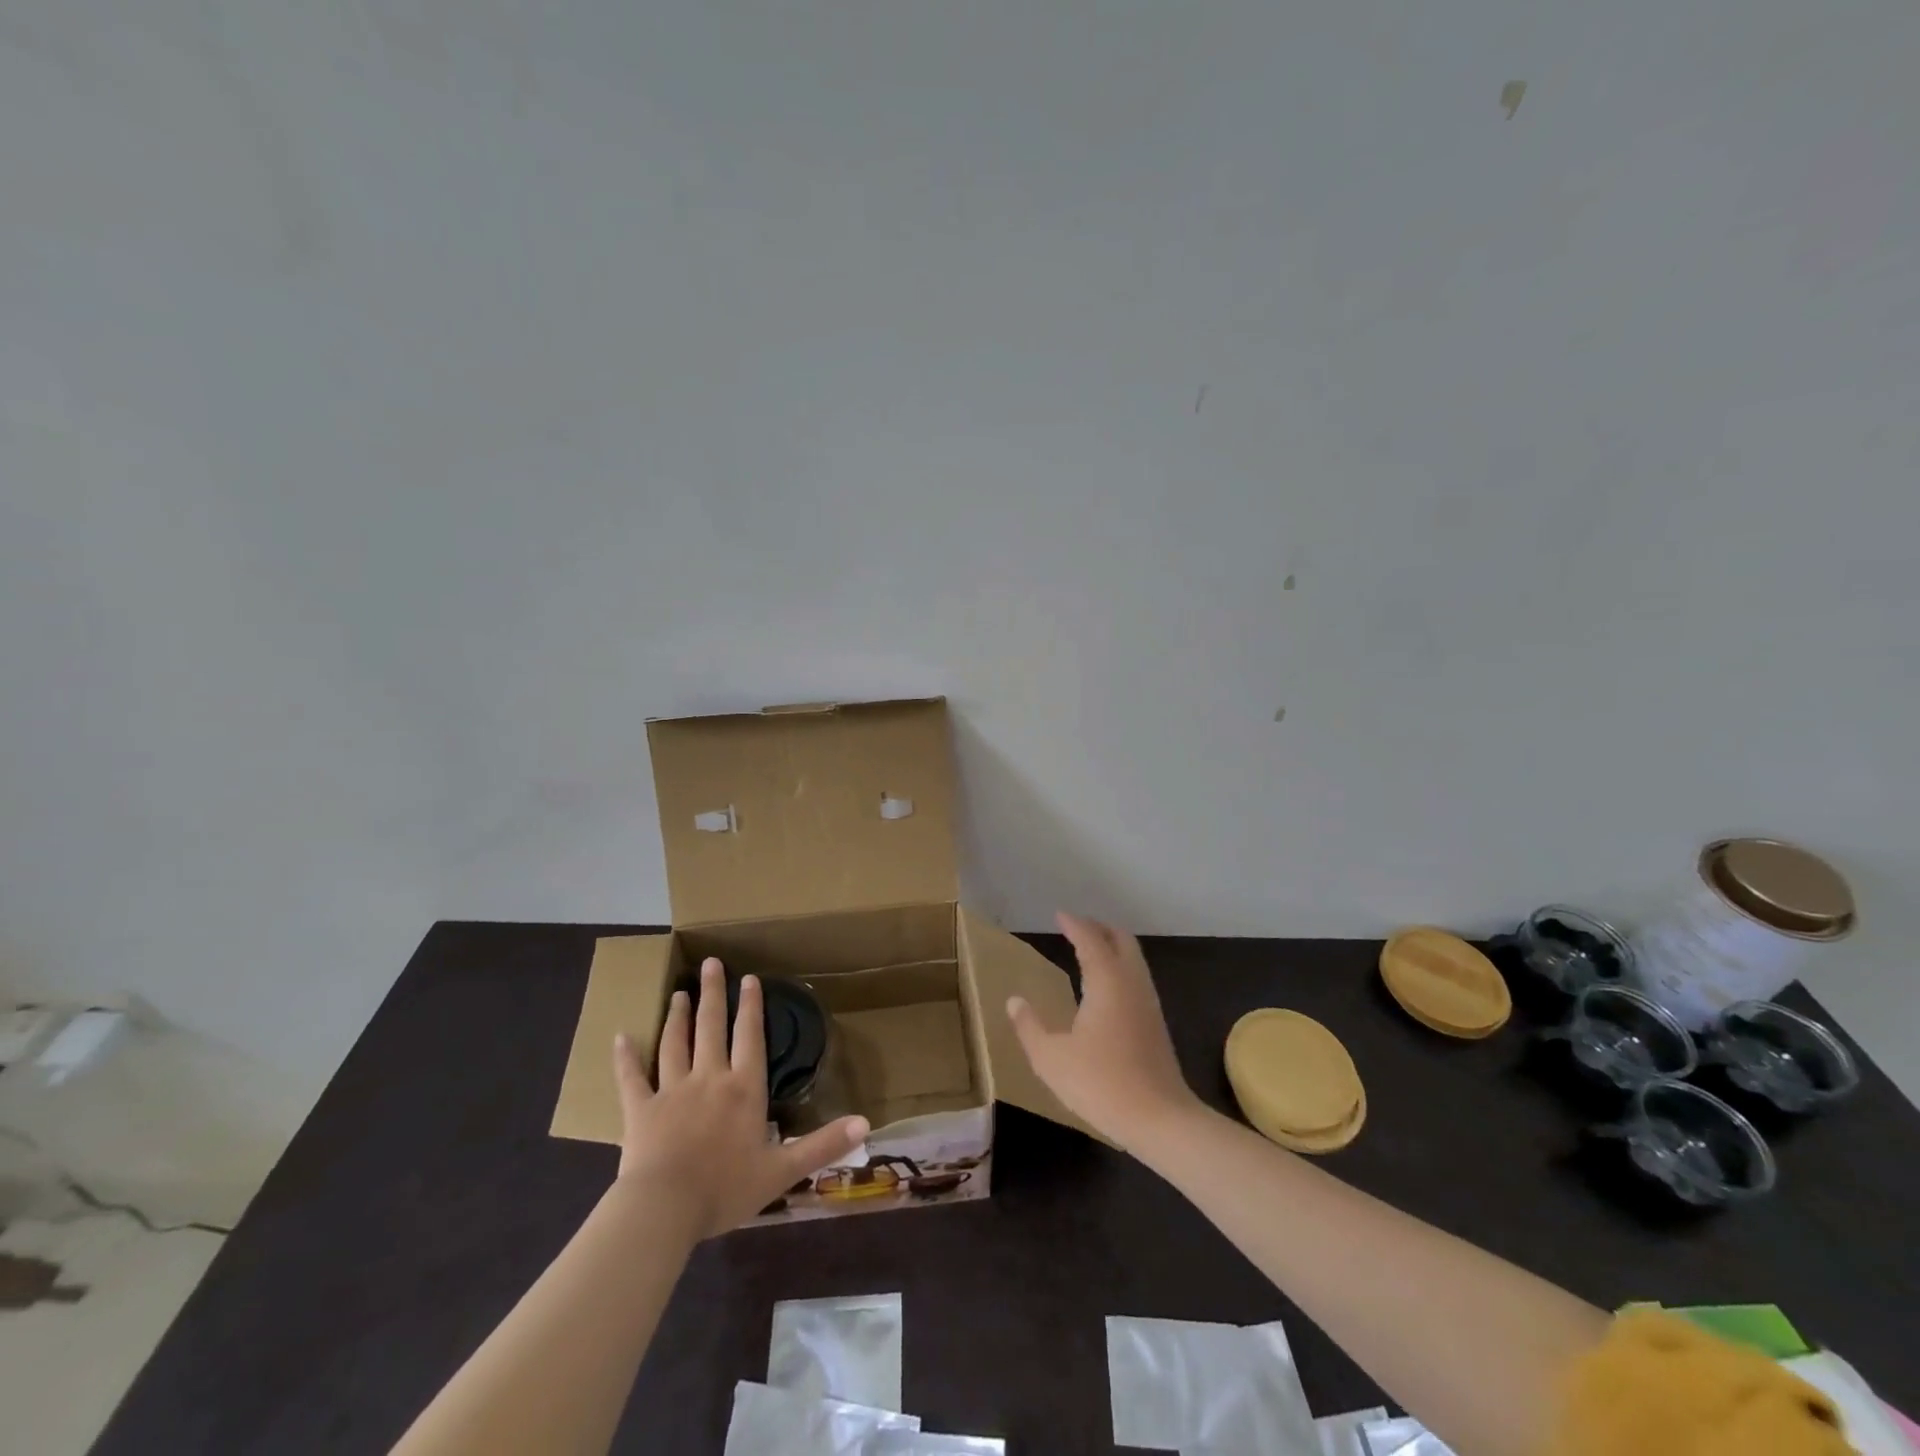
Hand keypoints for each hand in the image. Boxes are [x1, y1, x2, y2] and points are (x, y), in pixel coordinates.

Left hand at [613, 957, 868, 1239]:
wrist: (664, 1210)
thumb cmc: (726, 1188)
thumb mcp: (782, 1170)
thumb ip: (823, 1144)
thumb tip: (866, 1122)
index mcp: (743, 1089)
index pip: (750, 1037)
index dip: (752, 1006)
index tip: (750, 977)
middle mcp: (709, 1078)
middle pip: (711, 1027)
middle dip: (713, 993)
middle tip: (711, 963)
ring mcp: (672, 1091)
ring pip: (675, 1043)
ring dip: (678, 1016)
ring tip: (680, 992)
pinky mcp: (640, 1110)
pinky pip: (631, 1078)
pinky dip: (626, 1057)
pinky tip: (620, 1037)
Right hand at [1005, 912, 1202, 1149]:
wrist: (1160, 1119)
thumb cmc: (1101, 1083)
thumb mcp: (1051, 1058)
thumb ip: (1029, 1026)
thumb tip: (1014, 1001)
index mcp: (1107, 981)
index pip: (1091, 939)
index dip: (1074, 924)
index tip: (1059, 915)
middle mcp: (1132, 983)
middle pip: (1121, 940)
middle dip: (1099, 928)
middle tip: (1076, 927)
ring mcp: (1148, 1003)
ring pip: (1133, 959)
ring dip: (1112, 947)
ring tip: (1089, 951)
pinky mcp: (1156, 1023)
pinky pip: (1136, 978)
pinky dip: (1120, 967)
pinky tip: (1105, 987)